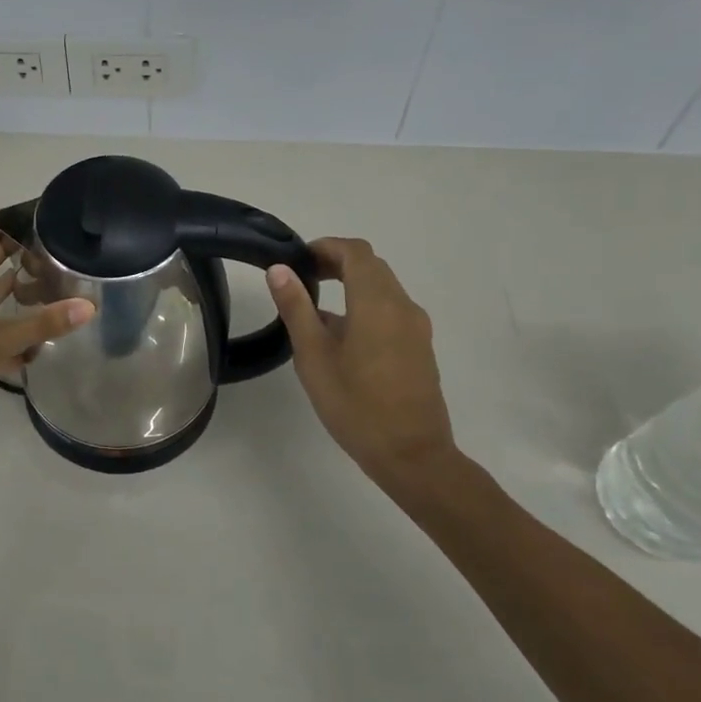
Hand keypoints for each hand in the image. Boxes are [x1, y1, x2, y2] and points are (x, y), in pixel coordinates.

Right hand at [267, 237, 456, 484]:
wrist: (412, 454)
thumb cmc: (355, 404)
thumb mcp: (314, 356)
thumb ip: (297, 308)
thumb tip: (280, 269)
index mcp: (377, 302)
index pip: (355, 252)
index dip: (326, 247)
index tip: (299, 260)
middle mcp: (403, 305)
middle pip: (371, 266)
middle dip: (337, 263)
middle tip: (302, 279)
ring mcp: (416, 327)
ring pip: (383, 288)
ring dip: (352, 285)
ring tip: (316, 309)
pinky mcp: (420, 347)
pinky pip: (391, 310)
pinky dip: (365, 305)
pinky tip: (342, 337)